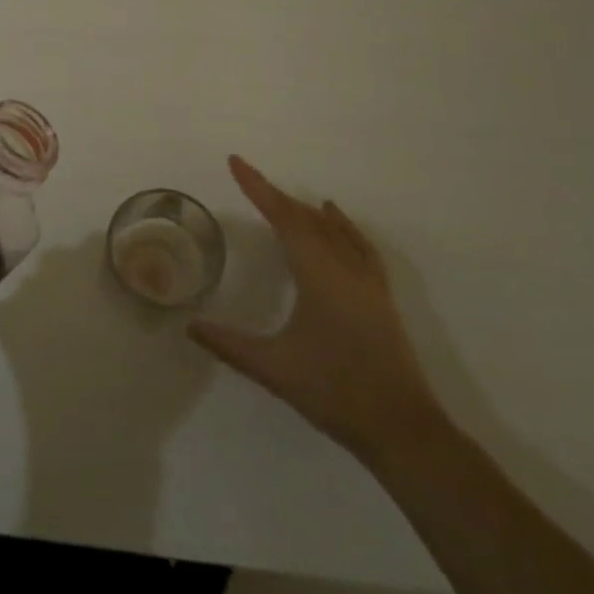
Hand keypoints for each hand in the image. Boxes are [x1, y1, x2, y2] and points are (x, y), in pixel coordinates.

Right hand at [189, 156, 443, 459]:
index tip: (236, 162)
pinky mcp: (380, 298)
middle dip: (276, 196)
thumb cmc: (335, 392)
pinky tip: (337, 225)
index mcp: (319, 275)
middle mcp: (345, 268)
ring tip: (285, 200)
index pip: (284, 218)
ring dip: (306, 211)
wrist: (403, 430)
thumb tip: (191, 326)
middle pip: (308, 218)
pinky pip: (358, 245)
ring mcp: (368, 283)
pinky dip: (342, 227)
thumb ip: (229, 344)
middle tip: (249, 181)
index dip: (258, 188)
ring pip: (334, 230)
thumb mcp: (274, 369)